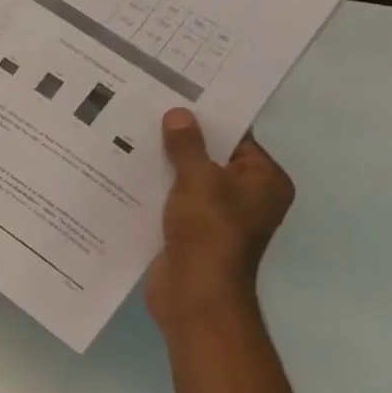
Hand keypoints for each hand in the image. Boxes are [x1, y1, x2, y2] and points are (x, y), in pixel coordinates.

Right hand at [145, 108, 293, 331]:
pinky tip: (126, 175)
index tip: (175, 99)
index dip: (207, 119)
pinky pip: (173, 202)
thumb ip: (187, 145)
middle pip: (211, 159)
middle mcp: (247, 197)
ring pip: (188, 182)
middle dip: (179, 142)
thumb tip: (178, 114)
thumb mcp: (198, 180)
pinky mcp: (192, 233)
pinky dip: (156, 192)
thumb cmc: (209, 232)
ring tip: (128, 138)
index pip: (237, 139)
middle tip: (145, 114)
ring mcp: (219, 218)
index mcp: (264, 181)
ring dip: (164, 167)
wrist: (195, 294)